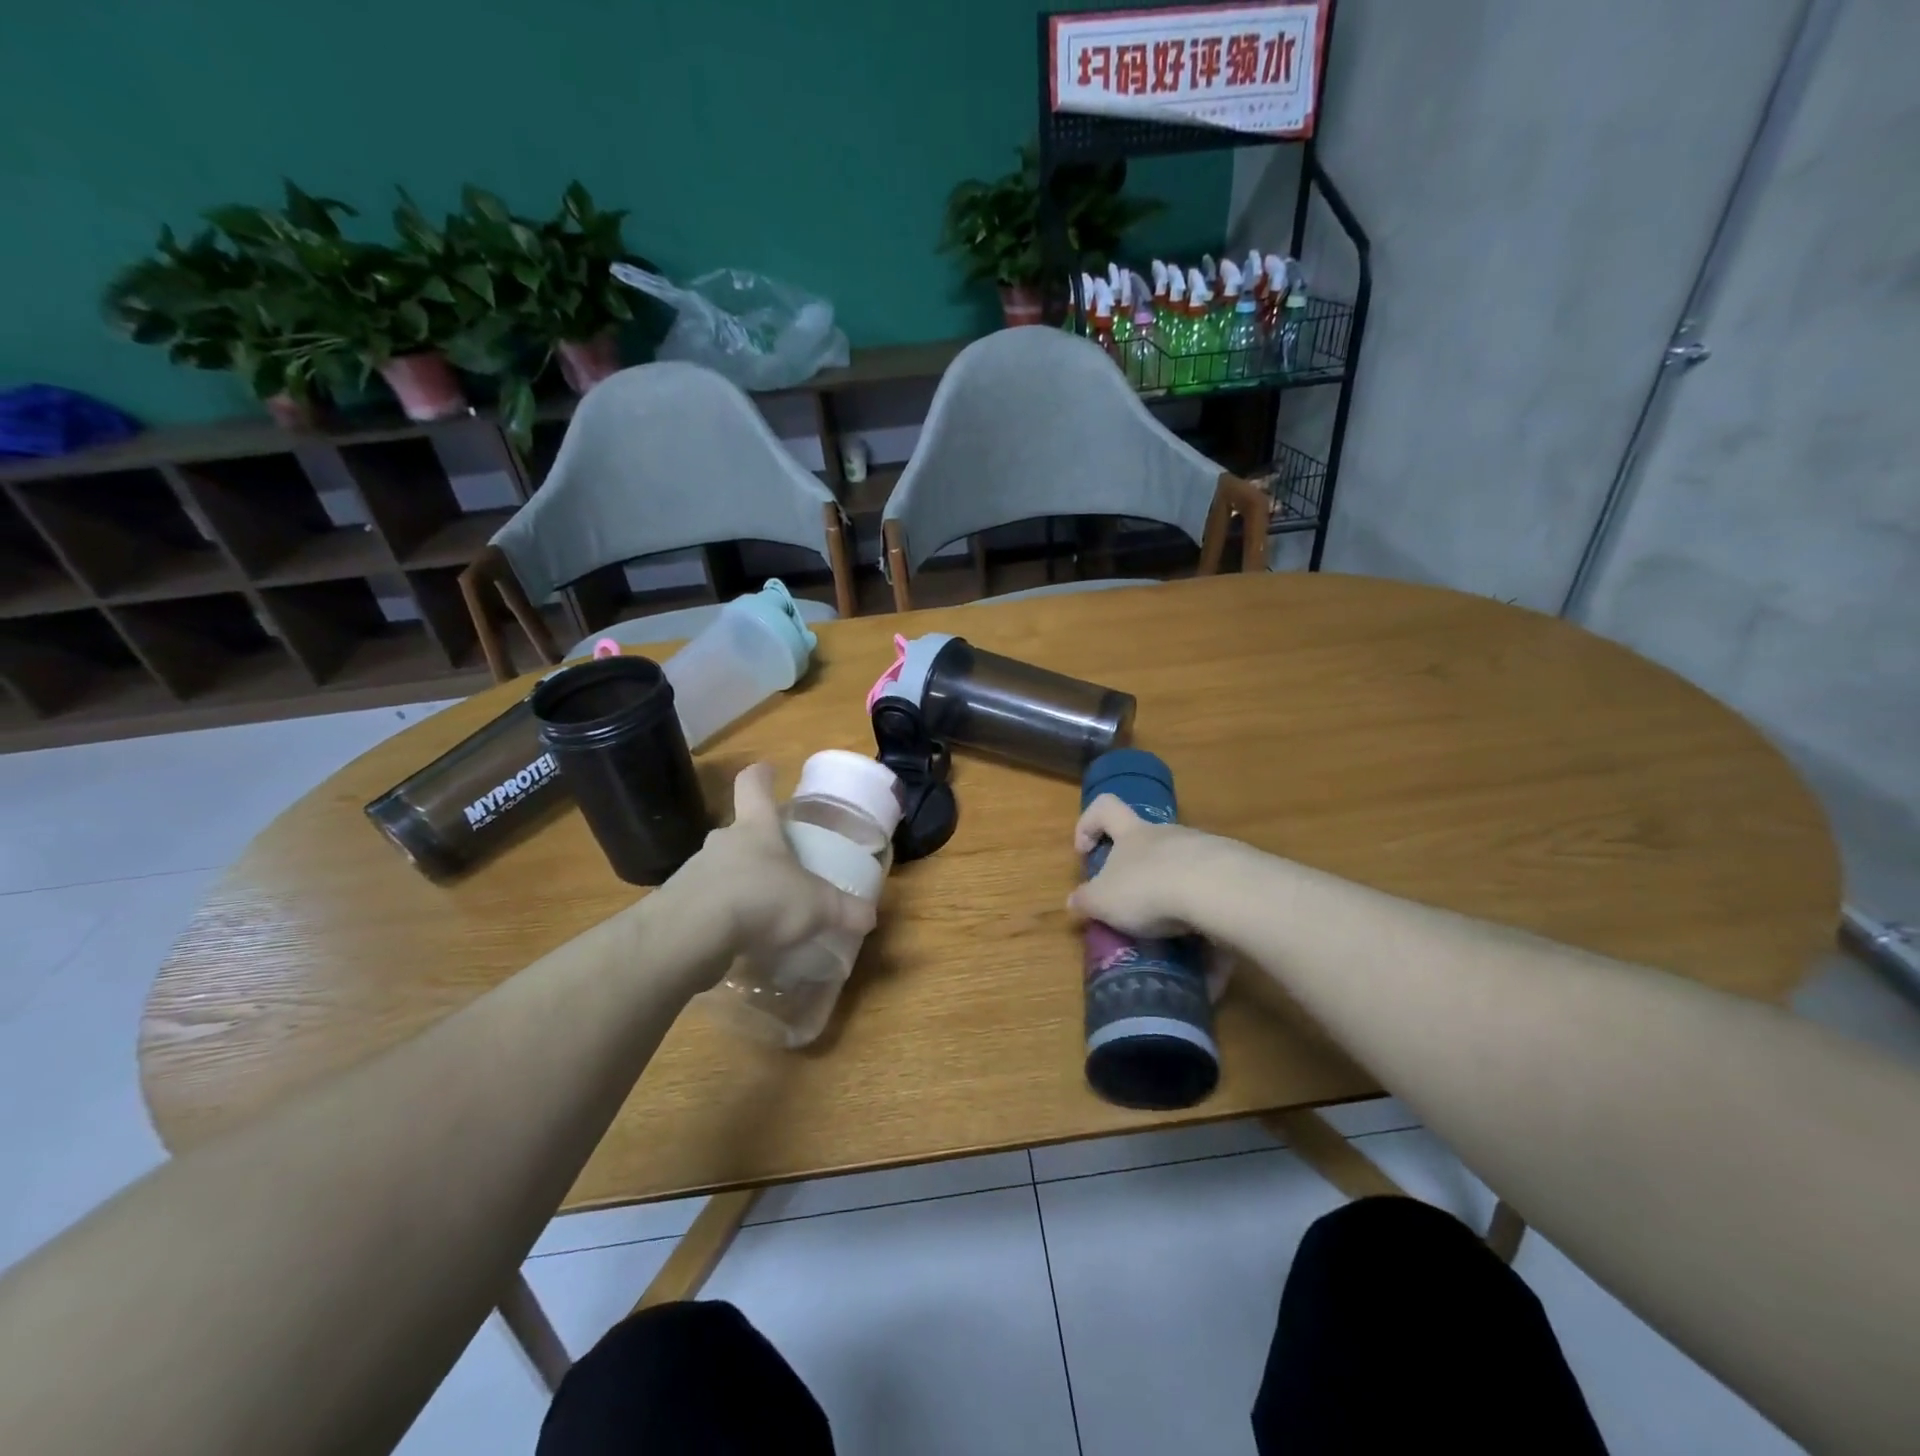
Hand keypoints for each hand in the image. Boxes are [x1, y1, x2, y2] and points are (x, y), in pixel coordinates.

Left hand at [659, 764, 877, 979]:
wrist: (691, 935)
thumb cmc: (760, 899)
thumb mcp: (816, 906)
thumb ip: (844, 909)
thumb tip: (870, 916)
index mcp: (756, 828)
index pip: (753, 785)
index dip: (762, 775)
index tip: (768, 769)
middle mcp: (722, 842)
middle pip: (739, 830)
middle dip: (758, 842)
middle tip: (780, 860)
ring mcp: (695, 872)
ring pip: (721, 868)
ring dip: (739, 881)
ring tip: (762, 909)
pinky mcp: (678, 906)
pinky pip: (706, 903)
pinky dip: (723, 915)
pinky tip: (739, 938)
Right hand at [1066, 794, 1230, 937]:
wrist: (1218, 890)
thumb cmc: (1147, 888)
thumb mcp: (1103, 901)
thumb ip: (1086, 901)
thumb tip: (1073, 901)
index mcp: (1133, 834)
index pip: (1105, 808)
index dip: (1089, 824)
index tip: (1085, 852)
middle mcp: (1168, 835)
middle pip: (1149, 844)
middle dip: (1139, 875)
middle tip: (1133, 910)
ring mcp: (1205, 851)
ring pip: (1185, 872)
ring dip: (1177, 904)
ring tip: (1175, 944)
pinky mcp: (1235, 876)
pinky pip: (1216, 902)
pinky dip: (1209, 931)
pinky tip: (1208, 965)